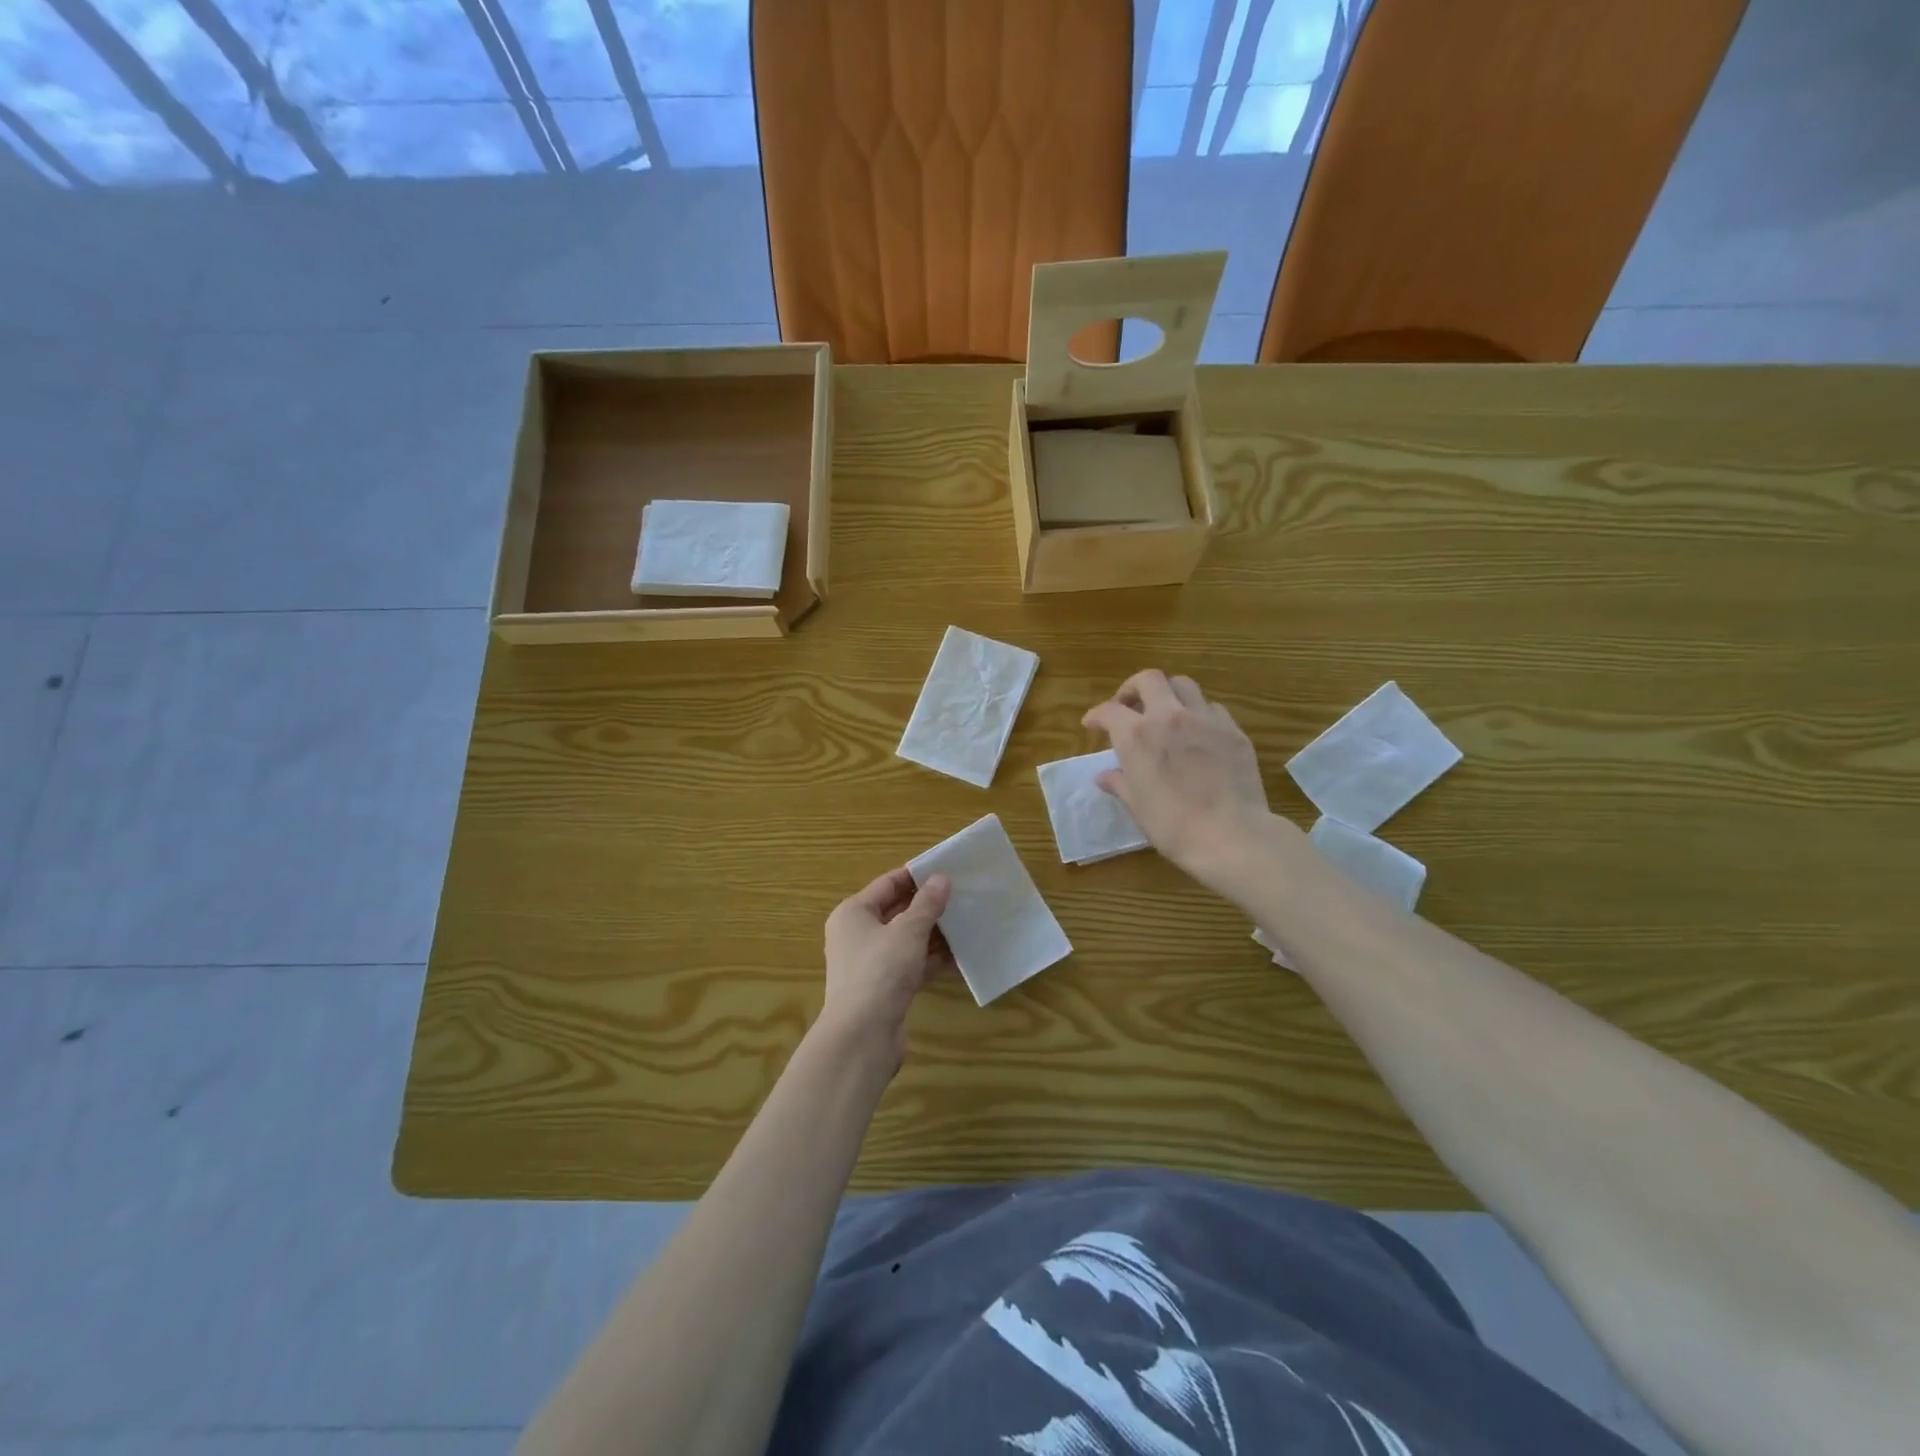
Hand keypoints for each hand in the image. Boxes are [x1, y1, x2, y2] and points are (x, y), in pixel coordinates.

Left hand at [820, 868, 951, 1069]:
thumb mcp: (908, 931)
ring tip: (966, 923)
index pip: (888, 883)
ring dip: (933, 934)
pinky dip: (931, 960)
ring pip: (906, 940)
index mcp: (853, 913)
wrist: (862, 1037)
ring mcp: (870, 964)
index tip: (948, 871)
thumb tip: (942, 878)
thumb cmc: (880, 971)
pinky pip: (911, 964)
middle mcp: (857, 935)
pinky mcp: (884, 988)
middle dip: (929, 905)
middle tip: (963, 896)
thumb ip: (927, 904)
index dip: (917, 876)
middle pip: (897, 911)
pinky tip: (959, 956)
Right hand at [1083, 670, 1272, 889]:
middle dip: (1133, 688)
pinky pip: (1212, 708)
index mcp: (1137, 735)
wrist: (1231, 835)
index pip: (1109, 711)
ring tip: (1165, 713)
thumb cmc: (1173, 825)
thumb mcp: (1138, 806)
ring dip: (1169, 694)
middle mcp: (1169, 716)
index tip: (1092, 723)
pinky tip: (1198, 733)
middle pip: (1148, 679)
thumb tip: (1104, 776)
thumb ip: (1120, 783)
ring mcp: (1205, 719)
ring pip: (1184, 685)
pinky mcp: (1233, 730)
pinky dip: (1198, 713)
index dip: (1096, 715)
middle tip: (1129, 707)